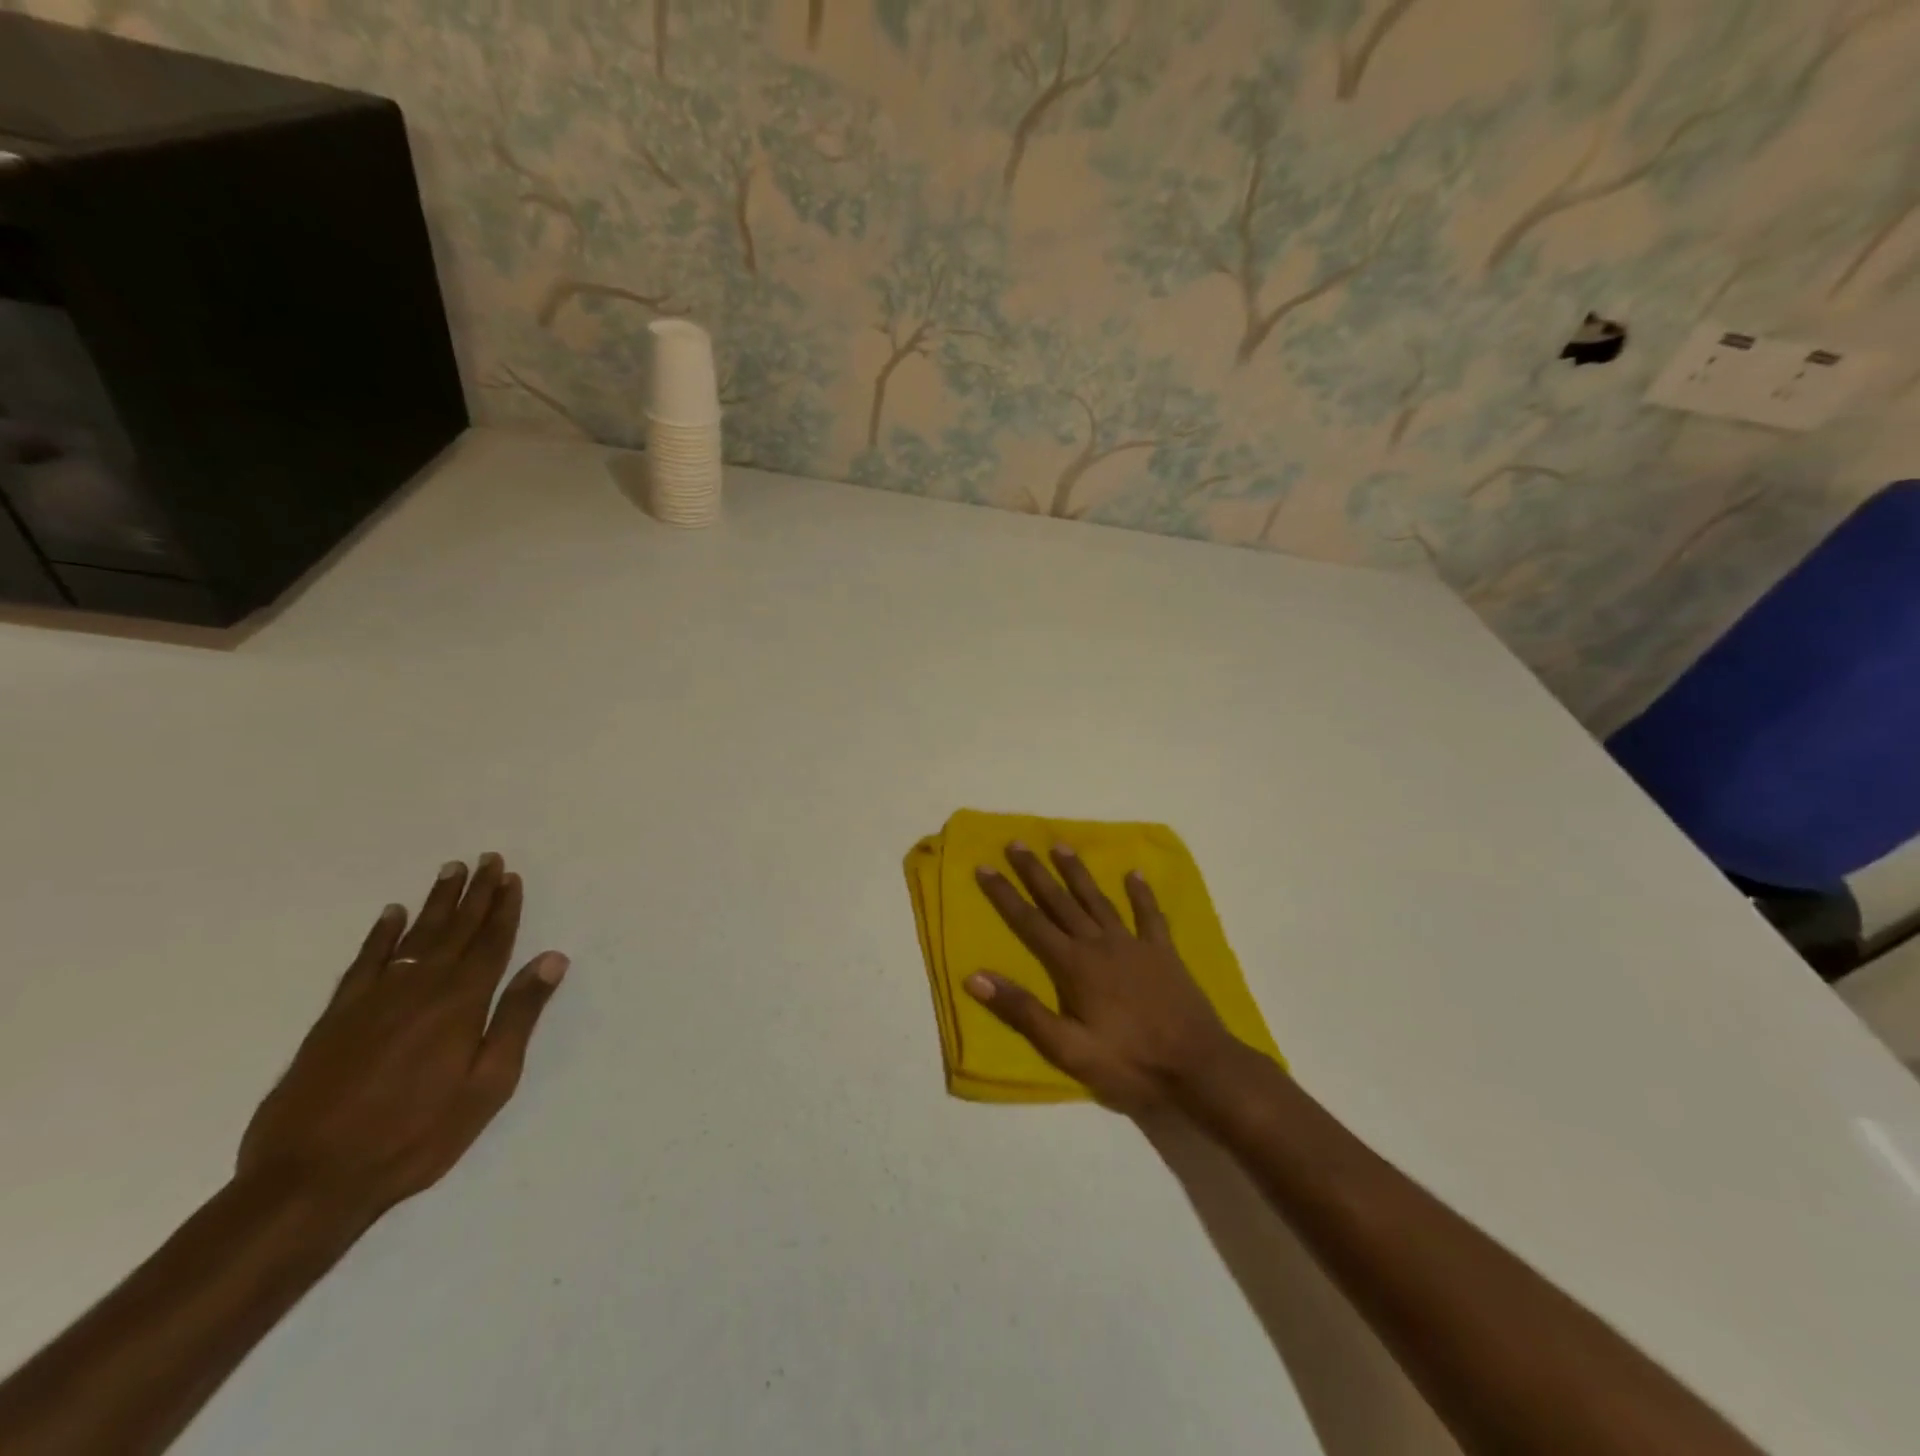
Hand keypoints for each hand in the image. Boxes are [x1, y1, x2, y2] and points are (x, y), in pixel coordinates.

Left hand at [237, 854, 567, 1219]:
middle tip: (487, 858)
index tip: (511, 877)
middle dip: (475, 893)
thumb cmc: (416, 1135)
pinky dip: (381, 935)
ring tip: (450, 871)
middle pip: (455, 929)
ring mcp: (374, 999)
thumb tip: (551, 958)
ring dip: (435, 902)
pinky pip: (365, 961)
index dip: (504, 908)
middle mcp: (421, 988)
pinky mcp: (337, 1017)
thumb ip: (518, 1016)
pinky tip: (391, 915)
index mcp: (461, 1002)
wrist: (309, 1181)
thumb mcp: (488, 1083)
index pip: (491, 942)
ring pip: (414, 936)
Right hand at [966, 842, 1239, 1112]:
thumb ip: (1022, 1011)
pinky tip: (1134, 873)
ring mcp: (1134, 944)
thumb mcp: (1067, 1048)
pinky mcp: (1163, 952)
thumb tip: (975, 977)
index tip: (984, 867)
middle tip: (1016, 843)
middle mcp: (1100, 944)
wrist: (1198, 1068)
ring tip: (1061, 845)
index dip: (1005, 894)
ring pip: (1098, 900)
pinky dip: (1141, 893)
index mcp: (1074, 965)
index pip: (1030, 922)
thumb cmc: (1128, 1063)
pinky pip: (1149, 915)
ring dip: (1077, 873)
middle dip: (1035, 872)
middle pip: (1060, 901)